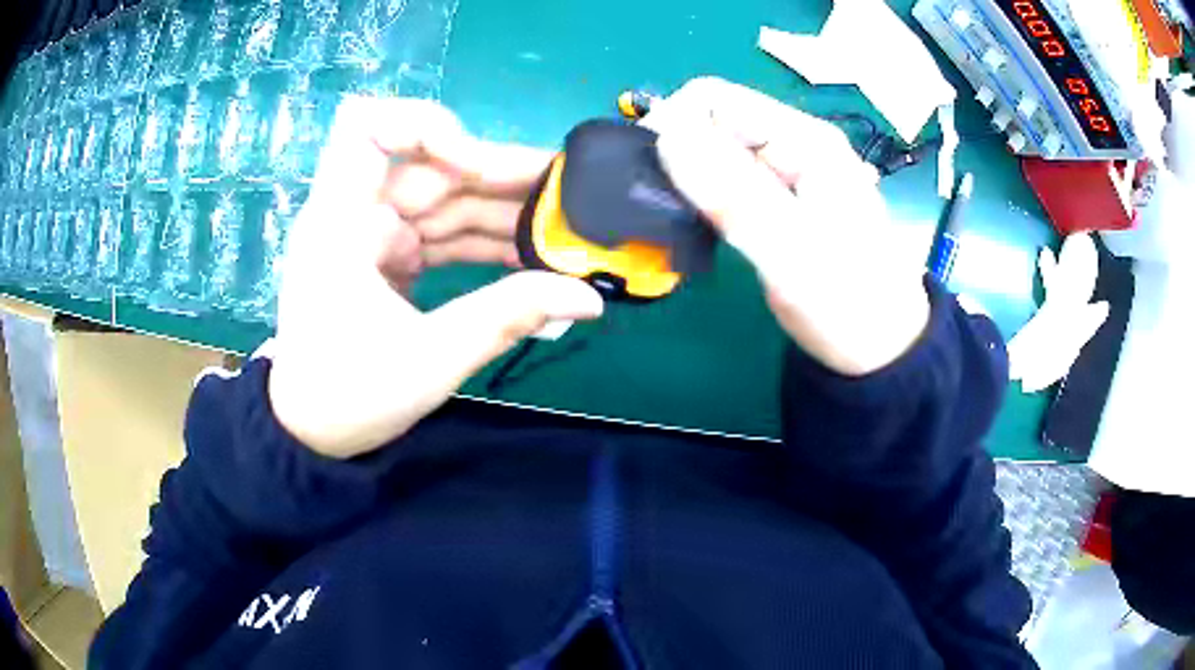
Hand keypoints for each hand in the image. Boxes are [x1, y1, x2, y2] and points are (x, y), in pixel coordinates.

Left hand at [268, 97, 603, 458]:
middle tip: (568, 193)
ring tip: (565, 225)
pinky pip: (442, 233)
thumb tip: (588, 297)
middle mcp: (355, 212)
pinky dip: (483, 241)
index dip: (426, 127)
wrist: (309, 431)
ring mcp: (374, 234)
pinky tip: (529, 255)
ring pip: (445, 200)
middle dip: (499, 175)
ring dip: (503, 210)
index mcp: (341, 221)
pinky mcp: (389, 257)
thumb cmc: (348, 396)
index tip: (474, 165)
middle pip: (432, 166)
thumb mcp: (430, 359)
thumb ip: (508, 317)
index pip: (368, 127)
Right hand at [646, 78, 928, 375]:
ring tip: (680, 221)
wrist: (881, 347)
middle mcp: (793, 146)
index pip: (716, 99)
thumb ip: (733, 194)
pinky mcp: (776, 202)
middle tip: (664, 207)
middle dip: (679, 154)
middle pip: (713, 122)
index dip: (673, 123)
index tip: (648, 172)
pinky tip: (700, 228)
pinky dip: (704, 199)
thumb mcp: (792, 252)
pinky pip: (726, 184)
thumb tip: (667, 136)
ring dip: (688, 179)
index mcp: (805, 141)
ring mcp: (786, 174)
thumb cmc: (849, 303)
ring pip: (715, 154)